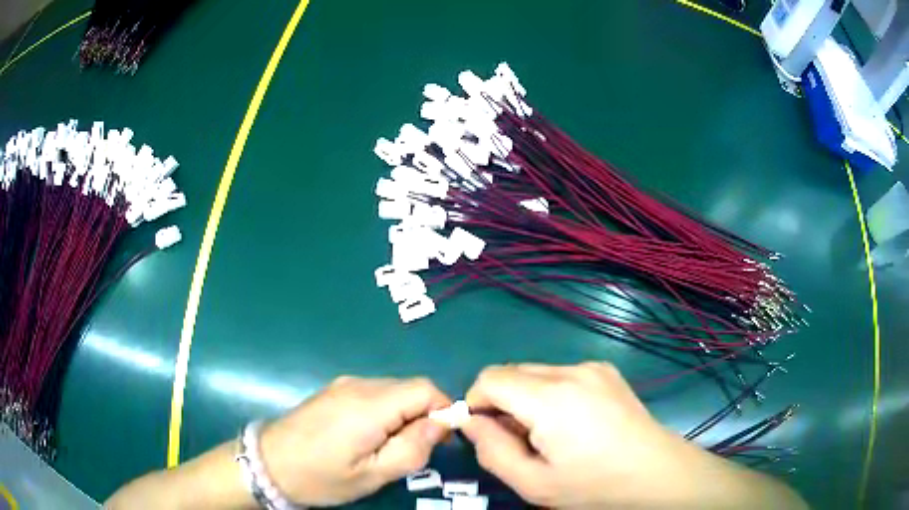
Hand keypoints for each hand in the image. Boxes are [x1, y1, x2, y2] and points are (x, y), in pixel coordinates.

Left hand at [260, 376, 450, 506]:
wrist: (267, 464)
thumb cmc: (321, 476)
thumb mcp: (372, 475)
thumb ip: (413, 448)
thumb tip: (442, 422)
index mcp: (369, 405)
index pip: (425, 389)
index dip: (443, 409)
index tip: (442, 439)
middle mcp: (358, 385)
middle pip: (410, 388)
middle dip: (423, 415)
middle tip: (414, 450)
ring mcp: (343, 384)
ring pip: (392, 390)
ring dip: (404, 414)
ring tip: (389, 447)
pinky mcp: (333, 390)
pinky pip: (373, 393)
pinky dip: (385, 411)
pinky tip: (369, 437)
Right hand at [460, 363, 806, 509]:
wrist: (655, 473)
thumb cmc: (594, 485)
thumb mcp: (533, 483)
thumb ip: (492, 451)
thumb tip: (471, 422)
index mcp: (551, 397)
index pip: (490, 378)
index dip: (477, 402)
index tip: (484, 431)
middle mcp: (571, 371)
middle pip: (513, 372)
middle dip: (501, 402)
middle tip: (517, 439)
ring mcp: (593, 367)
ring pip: (536, 373)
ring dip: (527, 399)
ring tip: (547, 434)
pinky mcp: (606, 370)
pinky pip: (561, 375)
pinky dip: (550, 394)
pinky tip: (572, 423)